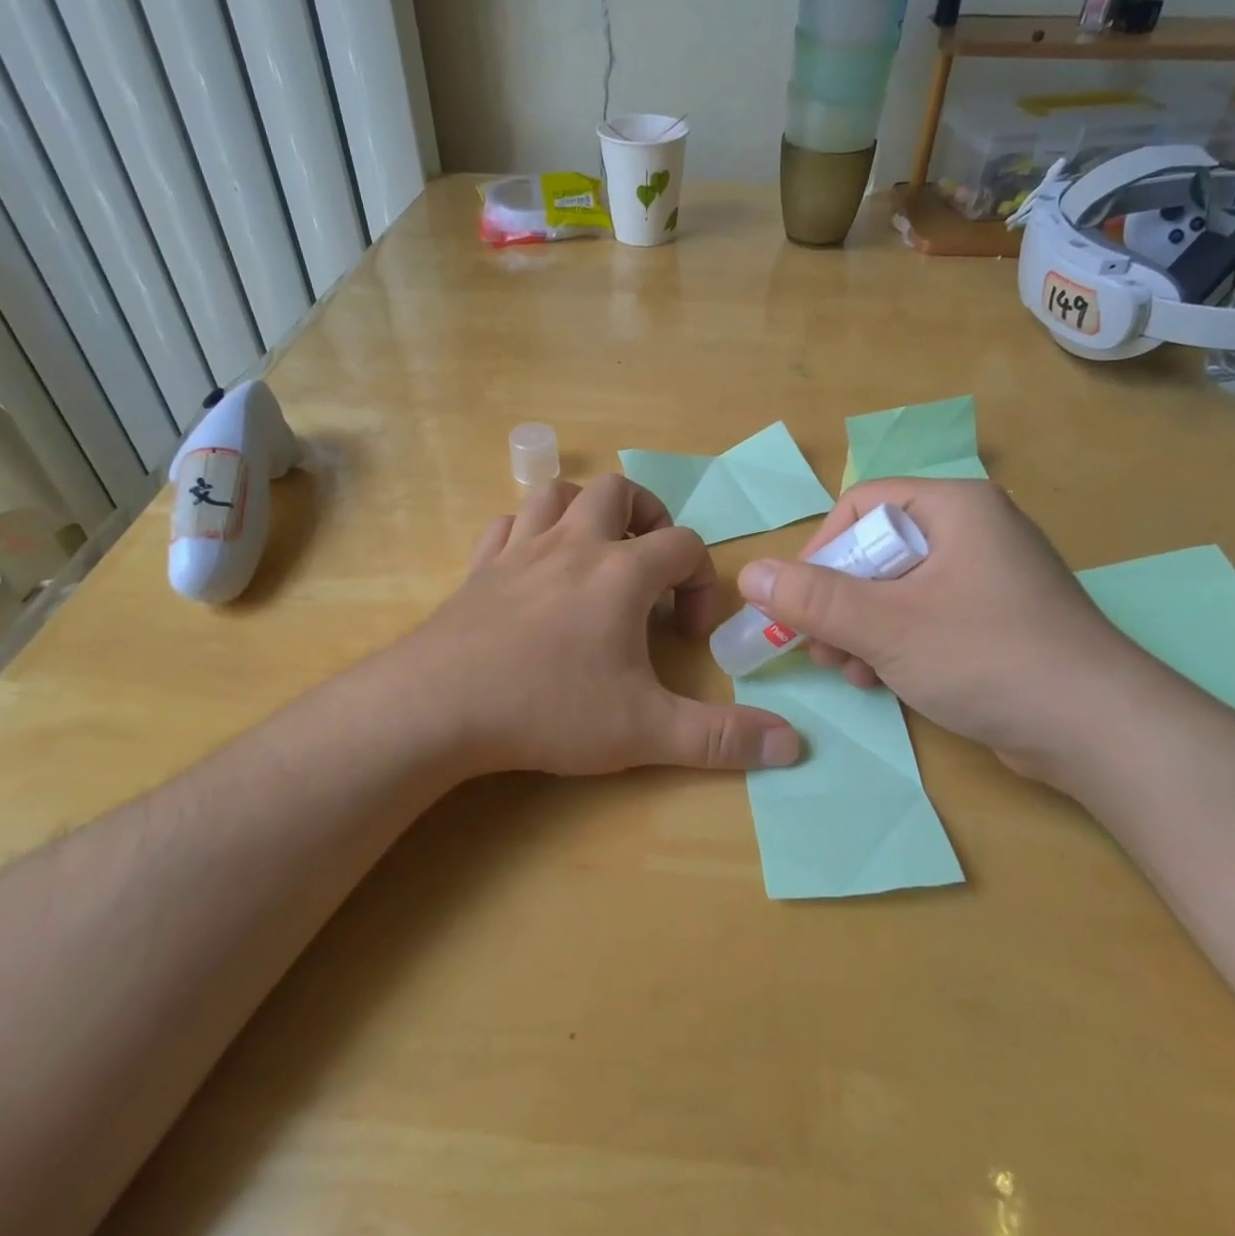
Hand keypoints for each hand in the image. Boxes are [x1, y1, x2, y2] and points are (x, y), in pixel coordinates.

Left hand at [395, 475, 800, 778]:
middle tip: (649, 567)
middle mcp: (573, 545)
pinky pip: (505, 525)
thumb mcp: (645, 730)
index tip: (688, 634)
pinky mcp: (478, 568)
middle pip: (618, 491)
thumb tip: (794, 744)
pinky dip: (526, 532)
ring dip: (584, 510)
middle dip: (646, 518)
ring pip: (556, 493)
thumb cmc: (549, 708)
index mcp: (621, 572)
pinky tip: (532, 565)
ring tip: (595, 551)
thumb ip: (721, 737)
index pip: (684, 546)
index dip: (701, 581)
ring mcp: (519, 550)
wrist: (440, 706)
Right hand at [734, 478, 1152, 782]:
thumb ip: (812, 599)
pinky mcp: (996, 620)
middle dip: (839, 602)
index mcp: (955, 507)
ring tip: (848, 671)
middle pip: (876, 550)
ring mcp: (988, 578)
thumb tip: (747, 573)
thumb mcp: (886, 626)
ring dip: (860, 629)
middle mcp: (973, 531)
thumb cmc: (988, 657)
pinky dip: (894, 644)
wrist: (1102, 733)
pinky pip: (925, 616)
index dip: (820, 550)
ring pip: (896, 589)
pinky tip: (880, 681)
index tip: (798, 601)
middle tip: (818, 646)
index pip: (861, 506)